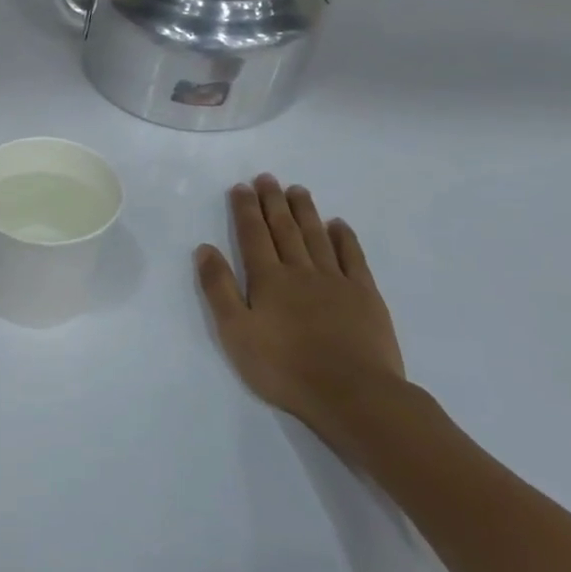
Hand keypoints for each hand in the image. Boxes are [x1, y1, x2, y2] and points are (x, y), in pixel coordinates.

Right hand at [194, 175, 404, 427]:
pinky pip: (352, 257)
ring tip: (297, 190)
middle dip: (273, 202)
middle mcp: (301, 271)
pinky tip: (338, 225)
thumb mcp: (235, 332)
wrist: (352, 393)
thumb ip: (219, 289)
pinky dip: (343, 238)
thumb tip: (205, 249)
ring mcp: (336, 281)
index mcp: (267, 280)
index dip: (245, 210)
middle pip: (284, 229)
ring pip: (316, 237)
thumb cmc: (283, 367)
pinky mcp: (365, 295)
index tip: (241, 187)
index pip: (253, 236)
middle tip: (268, 178)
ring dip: (305, 212)